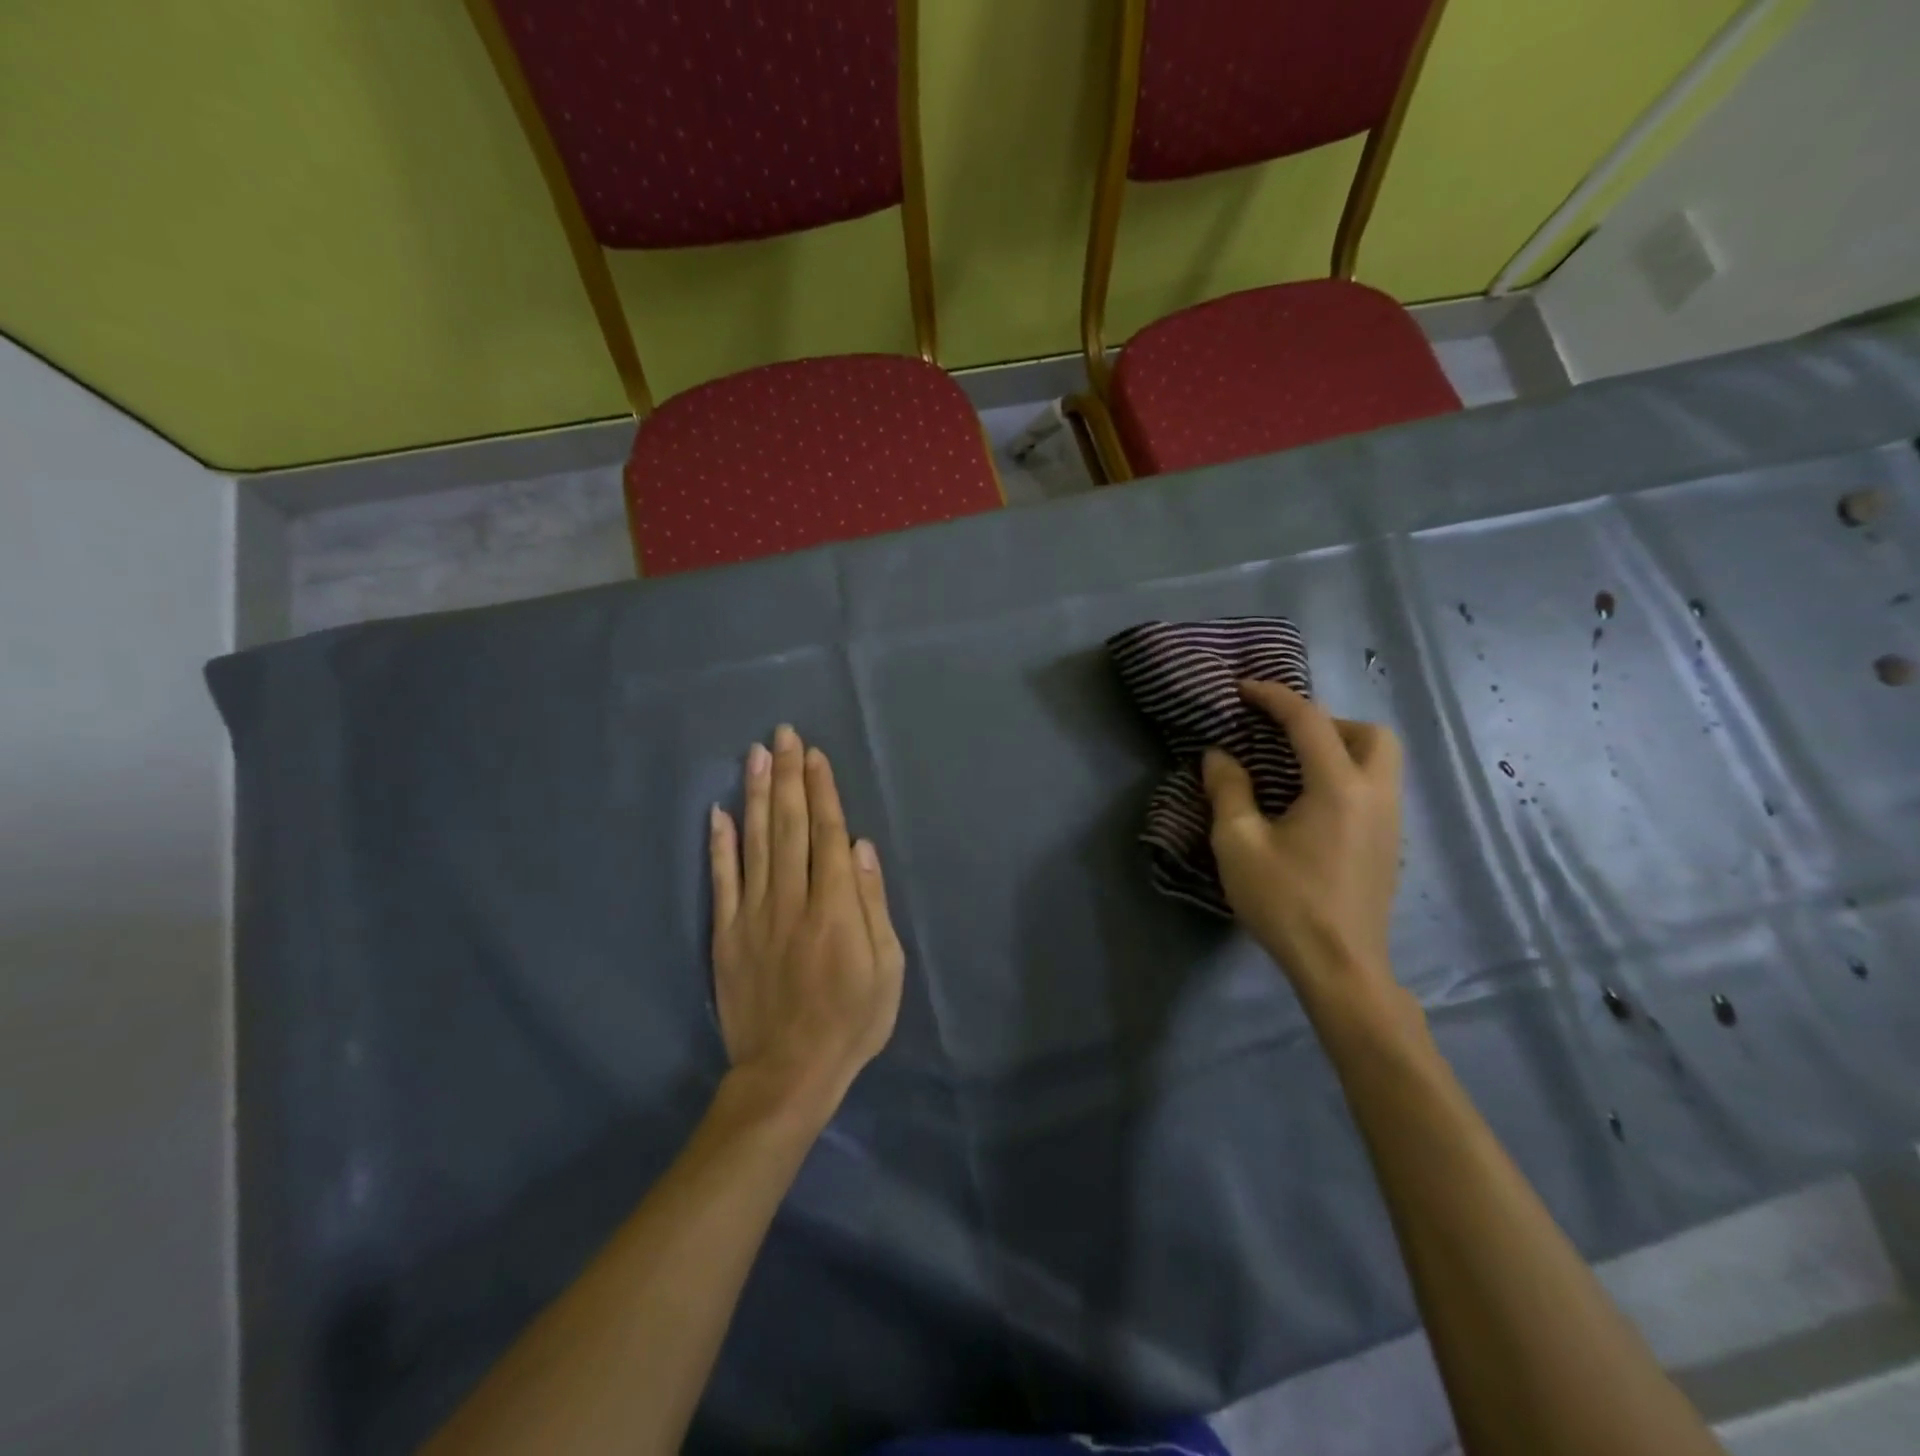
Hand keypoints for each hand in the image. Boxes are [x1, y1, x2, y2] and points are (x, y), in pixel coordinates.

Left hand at [709, 726, 904, 1117]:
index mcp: (834, 907)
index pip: (826, 834)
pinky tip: (717, 812)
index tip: (815, 755)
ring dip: (755, 794)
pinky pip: (721, 880)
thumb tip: (861, 848)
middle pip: (788, 825)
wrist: (788, 1073)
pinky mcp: (726, 933)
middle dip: (788, 776)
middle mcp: (792, 899)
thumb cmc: (851, 1021)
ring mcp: (753, 914)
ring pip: (753, 842)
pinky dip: (718, 845)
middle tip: (785, 734)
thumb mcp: (887, 969)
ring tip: (756, 754)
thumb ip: (872, 905)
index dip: (821, 791)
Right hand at [1202, 681, 1403, 1001]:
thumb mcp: (1239, 843)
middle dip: (1326, 721)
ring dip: (1341, 747)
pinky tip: (1311, 803)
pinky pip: (1377, 787)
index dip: (1274, 697)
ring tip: (1294, 766)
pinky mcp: (1389, 844)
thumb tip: (1220, 756)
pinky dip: (1348, 774)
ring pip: (1381, 760)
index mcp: (1339, 787)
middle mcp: (1376, 794)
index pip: (1309, 721)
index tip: (1242, 690)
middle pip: (1371, 733)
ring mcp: (1390, 821)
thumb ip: (1228, 790)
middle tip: (1284, 736)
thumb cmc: (1285, 902)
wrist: (1340, 967)